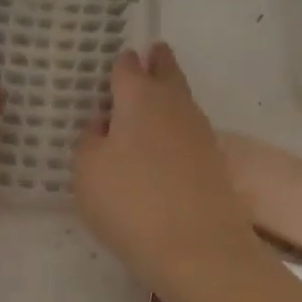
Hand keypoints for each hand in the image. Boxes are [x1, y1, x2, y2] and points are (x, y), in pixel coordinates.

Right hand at [74, 43, 261, 293]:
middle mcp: (174, 106)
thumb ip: (89, 139)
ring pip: (182, 101)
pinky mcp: (214, 163)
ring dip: (170, 94)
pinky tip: (167, 143)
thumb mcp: (87, 171)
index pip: (128, 67)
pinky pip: (190, 132)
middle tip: (153, 53)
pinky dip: (177, 128)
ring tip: (155, 97)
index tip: (118, 61)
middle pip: (167, 72)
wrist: (198, 248)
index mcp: (139, 98)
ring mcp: (200, 133)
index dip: (120, 63)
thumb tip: (104, 124)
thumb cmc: (130, 202)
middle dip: (158, 62)